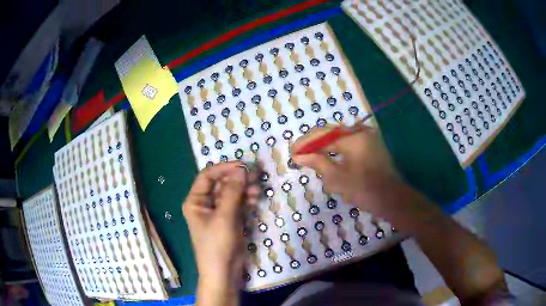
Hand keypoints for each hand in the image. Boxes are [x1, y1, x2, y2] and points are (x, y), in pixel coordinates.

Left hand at [182, 161, 258, 304]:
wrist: (223, 273)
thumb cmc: (217, 245)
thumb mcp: (224, 217)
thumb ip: (233, 192)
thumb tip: (241, 169)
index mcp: (195, 201)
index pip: (207, 176)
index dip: (224, 168)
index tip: (243, 166)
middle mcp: (205, 204)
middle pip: (221, 184)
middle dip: (238, 179)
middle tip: (256, 174)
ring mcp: (218, 213)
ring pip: (232, 194)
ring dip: (244, 190)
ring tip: (258, 189)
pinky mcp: (230, 221)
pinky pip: (238, 205)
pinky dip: (246, 201)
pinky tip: (255, 199)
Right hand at [291, 125, 404, 218]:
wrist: (392, 199)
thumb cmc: (364, 190)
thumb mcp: (337, 178)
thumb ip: (317, 162)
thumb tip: (298, 156)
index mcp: (353, 137)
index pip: (323, 134)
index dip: (305, 143)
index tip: (292, 152)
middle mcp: (361, 132)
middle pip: (331, 133)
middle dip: (314, 144)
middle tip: (299, 155)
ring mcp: (368, 138)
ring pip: (339, 138)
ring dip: (324, 147)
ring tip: (310, 157)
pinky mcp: (371, 146)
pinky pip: (349, 144)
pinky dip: (336, 150)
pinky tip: (328, 159)